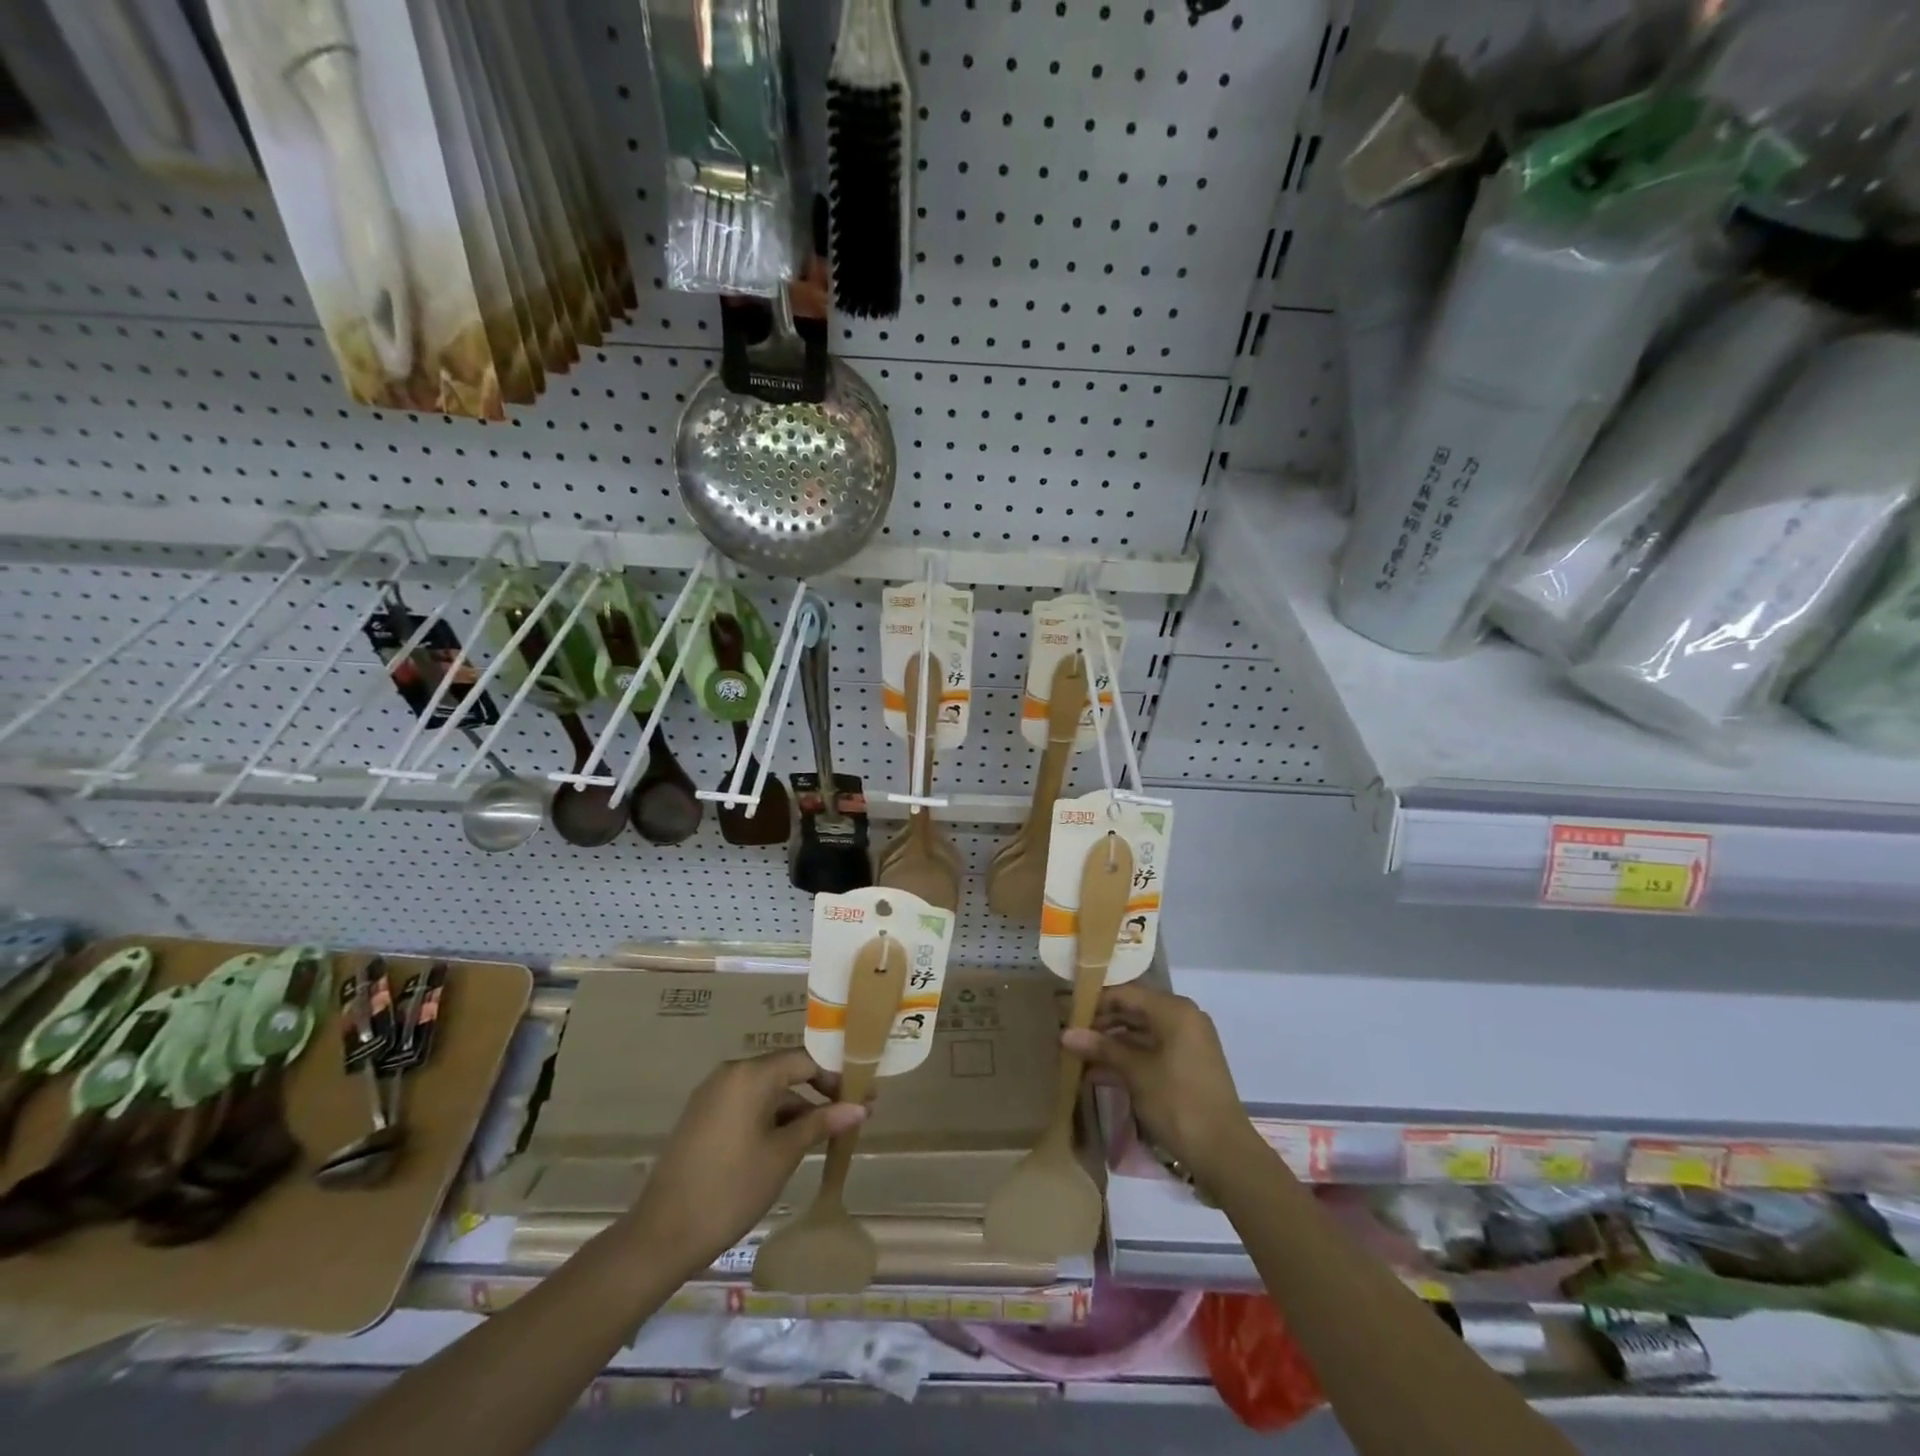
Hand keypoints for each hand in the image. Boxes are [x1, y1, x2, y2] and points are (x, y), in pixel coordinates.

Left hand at [624, 1049, 864, 1277]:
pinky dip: (772, 1119)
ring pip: (767, 1092)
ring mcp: (713, 1095)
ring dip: (797, 1109)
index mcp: (750, 1074)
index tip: (864, 1095)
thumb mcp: (783, 1155)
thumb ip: (821, 1123)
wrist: (661, 1236)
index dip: (837, 1076)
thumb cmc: (731, 1189)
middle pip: (786, 1072)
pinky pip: (748, 1105)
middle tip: (851, 1115)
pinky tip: (791, 1143)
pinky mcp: (703, 1117)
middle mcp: (730, 1073)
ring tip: (826, 1135)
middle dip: (820, 1092)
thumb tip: (860, 1107)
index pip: (805, 1060)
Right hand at [1063, 984, 1259, 1189]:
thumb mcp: (1135, 1073)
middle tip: (1070, 1035)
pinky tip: (1099, 1071)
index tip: (1067, 1012)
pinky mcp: (1187, 1065)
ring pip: (1141, 1032)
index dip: (1095, 1001)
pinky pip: (1151, 1050)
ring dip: (1111, 1043)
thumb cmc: (1178, 1102)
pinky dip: (1128, 1058)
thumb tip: (1065, 1034)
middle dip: (1101, 1023)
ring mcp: (1187, 1042)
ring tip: (1078, 1054)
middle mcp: (1183, 1018)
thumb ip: (1101, 1048)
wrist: (1223, 1153)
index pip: (1126, 993)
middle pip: (1134, 1010)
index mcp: (1174, 1010)